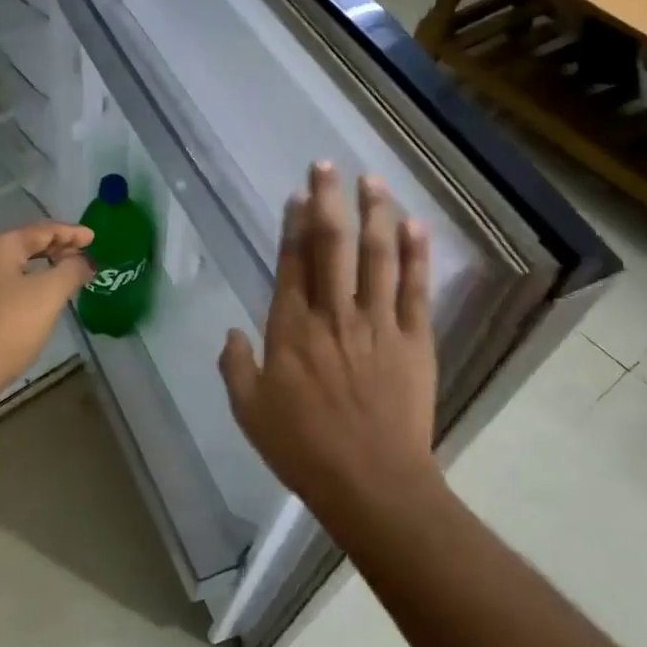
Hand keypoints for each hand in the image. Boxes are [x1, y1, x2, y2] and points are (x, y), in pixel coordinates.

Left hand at [0, 221, 94, 415]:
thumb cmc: (1, 331)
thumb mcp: (46, 298)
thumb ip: (70, 272)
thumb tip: (83, 260)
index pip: (43, 230)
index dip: (72, 233)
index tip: (94, 238)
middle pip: (23, 245)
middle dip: (54, 251)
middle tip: (82, 260)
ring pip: (7, 267)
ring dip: (36, 270)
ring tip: (59, 281)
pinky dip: (17, 288)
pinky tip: (27, 305)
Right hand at [219, 163, 438, 513]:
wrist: (372, 482)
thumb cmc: (304, 448)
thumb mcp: (250, 412)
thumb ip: (237, 367)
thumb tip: (231, 332)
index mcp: (292, 329)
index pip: (293, 263)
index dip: (294, 225)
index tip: (297, 194)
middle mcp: (334, 314)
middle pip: (332, 245)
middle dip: (328, 201)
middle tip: (327, 165)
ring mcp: (378, 323)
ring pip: (376, 255)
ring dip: (374, 214)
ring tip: (372, 181)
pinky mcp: (414, 339)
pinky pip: (415, 287)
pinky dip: (416, 254)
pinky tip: (414, 225)